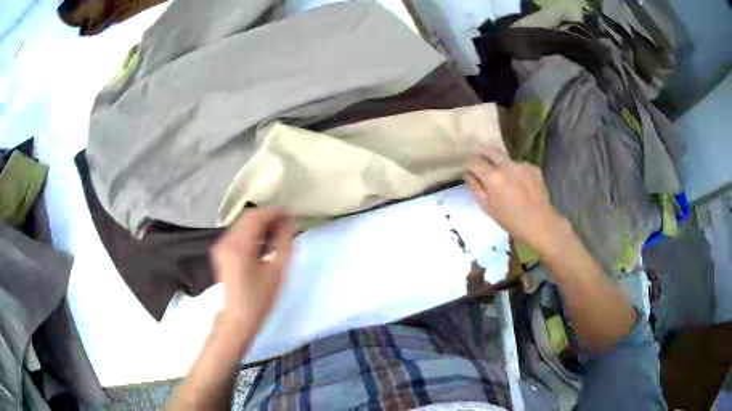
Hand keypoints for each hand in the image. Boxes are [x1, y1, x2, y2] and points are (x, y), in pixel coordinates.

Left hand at [211, 208, 295, 333]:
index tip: (290, 213)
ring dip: (259, 223)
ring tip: (277, 231)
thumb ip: (284, 243)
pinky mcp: (221, 252)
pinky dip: (251, 232)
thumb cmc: (260, 298)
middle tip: (286, 222)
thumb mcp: (277, 271)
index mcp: (239, 246)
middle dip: (267, 216)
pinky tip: (263, 241)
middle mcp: (226, 241)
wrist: (238, 318)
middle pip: (248, 217)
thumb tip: (289, 223)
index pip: (257, 218)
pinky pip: (237, 233)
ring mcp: (221, 246)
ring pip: (242, 224)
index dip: (274, 212)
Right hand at [465, 148, 567, 253]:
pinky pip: (519, 165)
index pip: (474, 161)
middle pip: (490, 150)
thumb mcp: (487, 208)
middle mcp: (506, 165)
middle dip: (482, 153)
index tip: (468, 167)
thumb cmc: (511, 221)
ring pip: (506, 159)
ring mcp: (521, 164)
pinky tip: (519, 184)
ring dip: (501, 164)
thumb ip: (476, 188)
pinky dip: (515, 171)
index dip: (468, 163)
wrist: (541, 223)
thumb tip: (469, 174)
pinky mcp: (533, 167)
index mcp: (492, 177)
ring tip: (504, 178)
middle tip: (480, 161)